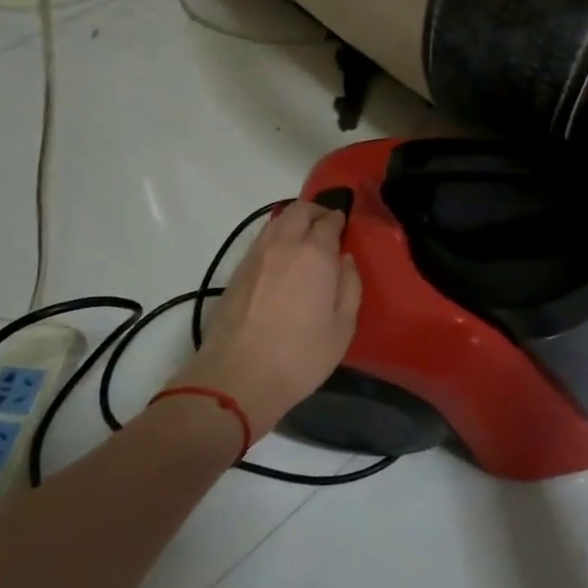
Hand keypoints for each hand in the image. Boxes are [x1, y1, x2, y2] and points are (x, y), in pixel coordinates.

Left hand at [174, 201, 361, 435]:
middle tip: (326, 226)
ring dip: (293, 222)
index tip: (344, 226)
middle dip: (315, 212)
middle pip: (299, 211)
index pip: (329, 221)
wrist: (237, 377)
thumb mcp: (342, 328)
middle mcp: (284, 244)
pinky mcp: (237, 270)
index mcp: (315, 254)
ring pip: (277, 221)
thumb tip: (345, 260)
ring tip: (304, 239)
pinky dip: (276, 237)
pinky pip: (262, 239)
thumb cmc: (300, 356)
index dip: (338, 220)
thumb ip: (350, 287)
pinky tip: (282, 258)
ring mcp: (256, 255)